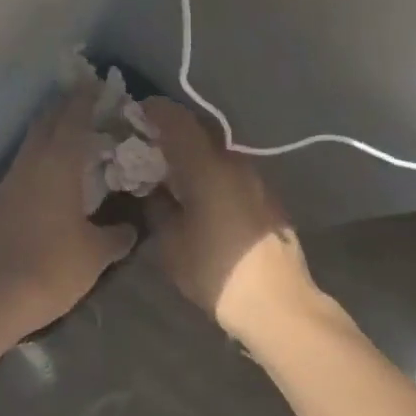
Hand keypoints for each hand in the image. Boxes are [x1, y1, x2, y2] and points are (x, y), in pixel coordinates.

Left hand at [0, 87, 138, 337]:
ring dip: (49, 136)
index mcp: (58, 165)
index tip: (96, 82)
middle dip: (64, 109)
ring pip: (30, 147)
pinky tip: (48, 183)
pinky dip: (37, 164)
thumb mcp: (96, 254)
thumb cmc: (53, 268)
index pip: (73, 119)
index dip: (85, 98)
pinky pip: (20, 171)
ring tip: (70, 142)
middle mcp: (30, 164)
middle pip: (45, 124)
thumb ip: (116, 235)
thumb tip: (130, 228)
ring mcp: (7, 183)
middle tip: (84, 104)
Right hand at [141, 98, 321, 345]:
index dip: (155, 111)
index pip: (177, 121)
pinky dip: (212, 172)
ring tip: (173, 172)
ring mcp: (256, 179)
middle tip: (148, 144)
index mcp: (208, 168)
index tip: (135, 112)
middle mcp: (234, 163)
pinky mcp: (267, 197)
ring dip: (194, 154)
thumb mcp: (172, 244)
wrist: (280, 304)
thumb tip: (152, 188)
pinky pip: (231, 172)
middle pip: (200, 132)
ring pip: (217, 152)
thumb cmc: (217, 273)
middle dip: (173, 132)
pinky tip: (201, 194)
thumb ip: (158, 207)